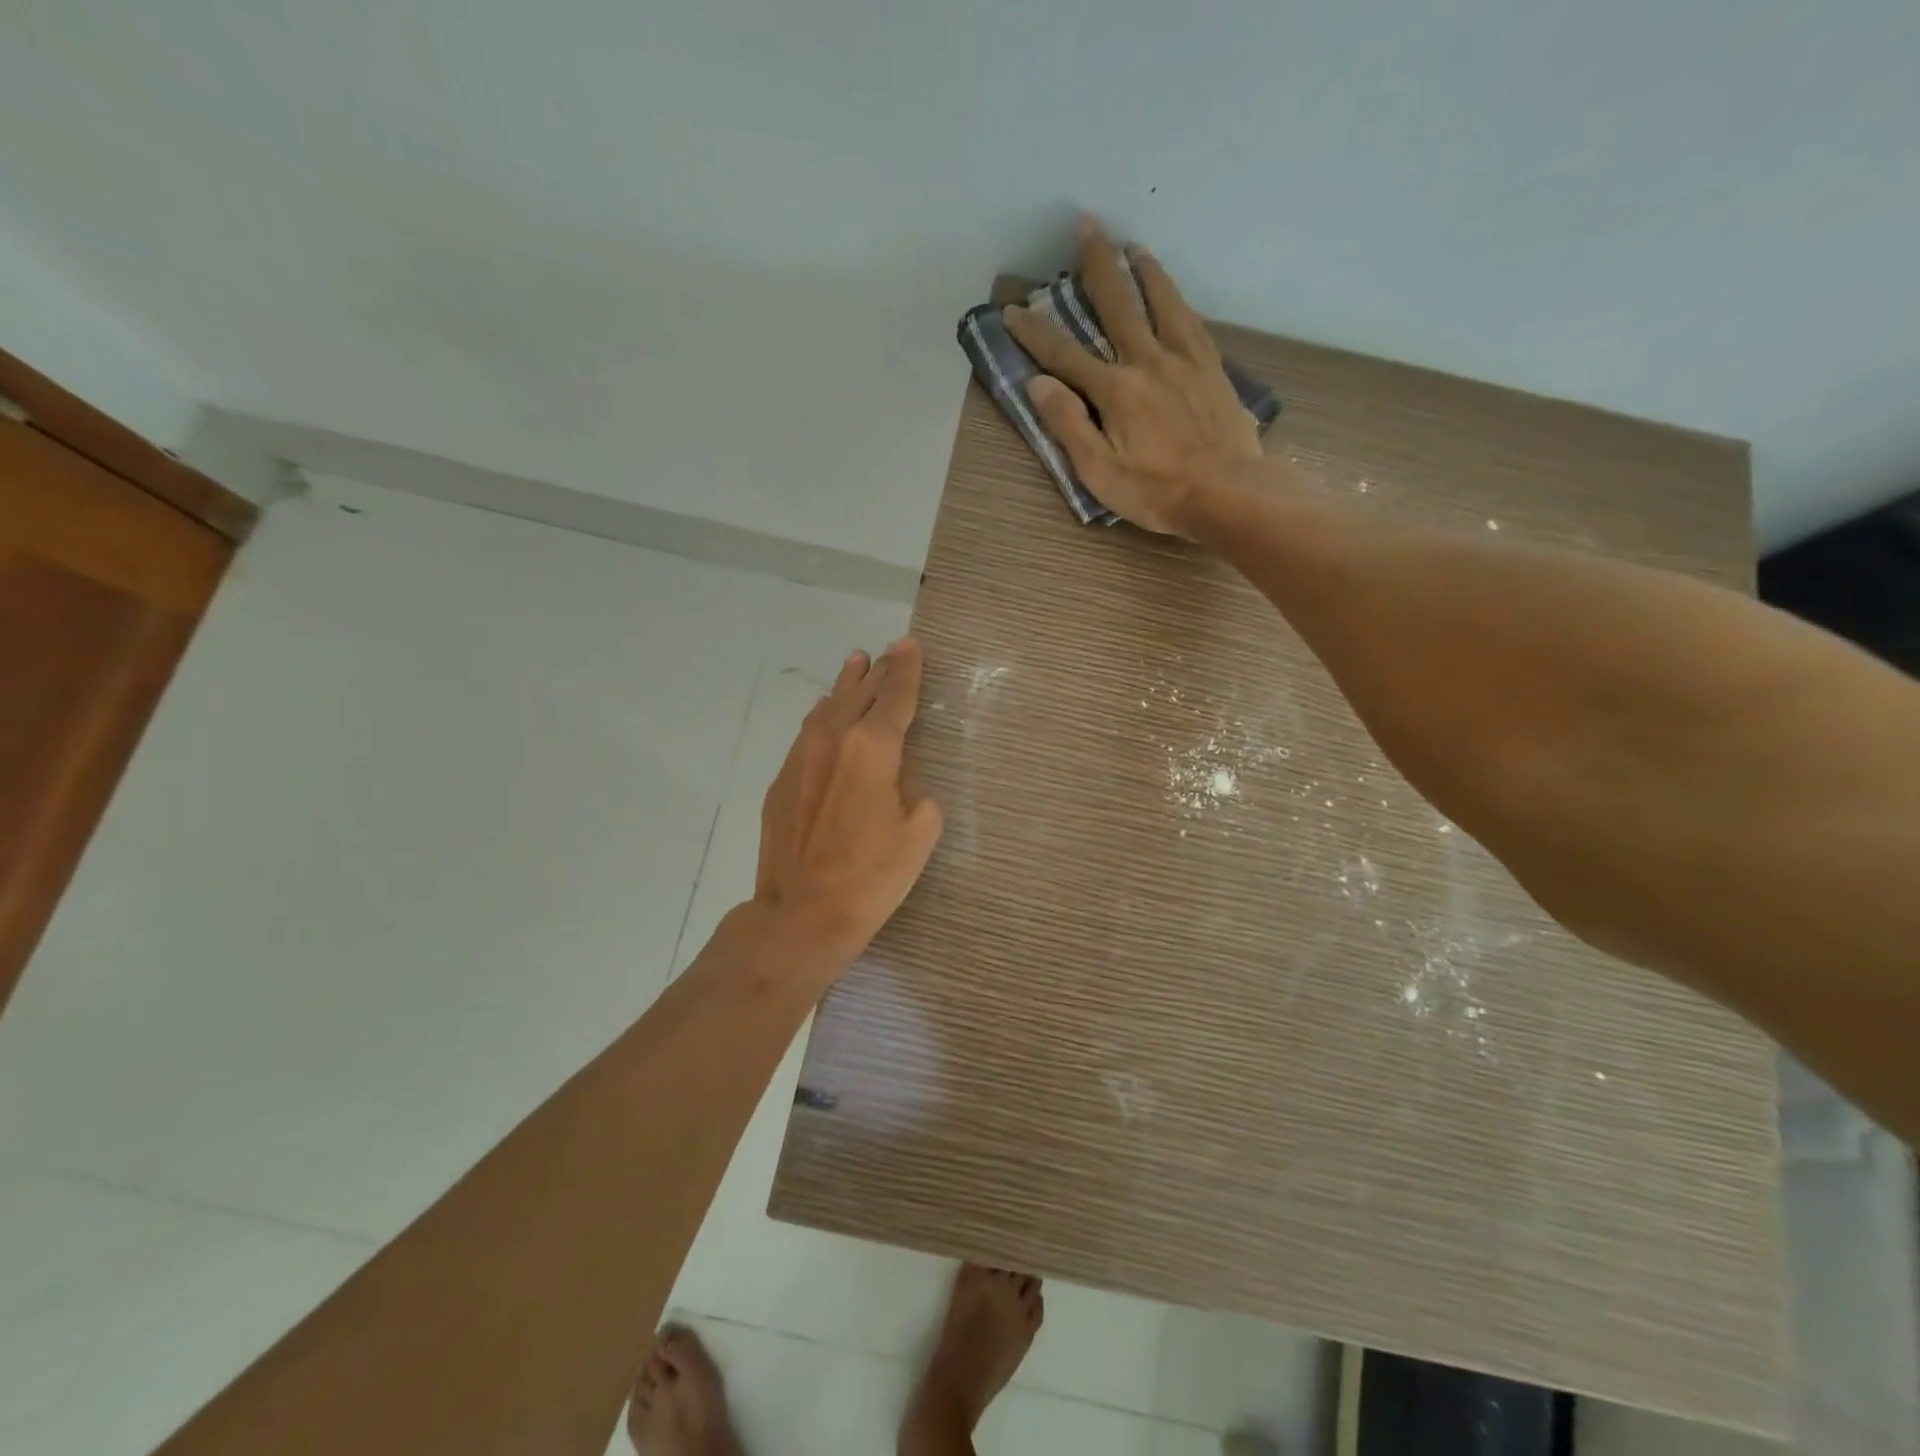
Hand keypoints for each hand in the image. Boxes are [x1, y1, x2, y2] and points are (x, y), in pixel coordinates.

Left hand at [753, 639, 943, 966]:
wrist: (803, 913)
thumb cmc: (873, 876)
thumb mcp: (919, 829)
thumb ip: (914, 784)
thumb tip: (897, 767)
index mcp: (874, 747)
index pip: (895, 696)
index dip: (907, 670)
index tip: (911, 646)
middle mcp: (834, 739)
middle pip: (860, 693)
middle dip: (879, 671)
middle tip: (892, 652)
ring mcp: (801, 757)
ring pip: (828, 706)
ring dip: (846, 684)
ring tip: (857, 662)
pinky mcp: (782, 779)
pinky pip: (808, 732)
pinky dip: (823, 714)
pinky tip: (825, 709)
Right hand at [1002, 220, 1265, 534]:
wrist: (1227, 493)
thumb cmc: (1157, 492)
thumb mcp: (1099, 472)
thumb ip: (1068, 425)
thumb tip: (1038, 383)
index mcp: (1114, 390)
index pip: (1064, 355)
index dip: (1035, 332)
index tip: (1012, 309)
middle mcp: (1147, 361)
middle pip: (1117, 305)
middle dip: (1096, 265)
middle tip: (1085, 226)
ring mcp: (1184, 360)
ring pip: (1160, 302)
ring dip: (1143, 271)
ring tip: (1132, 246)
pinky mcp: (1212, 369)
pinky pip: (1192, 321)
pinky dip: (1177, 299)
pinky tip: (1173, 293)